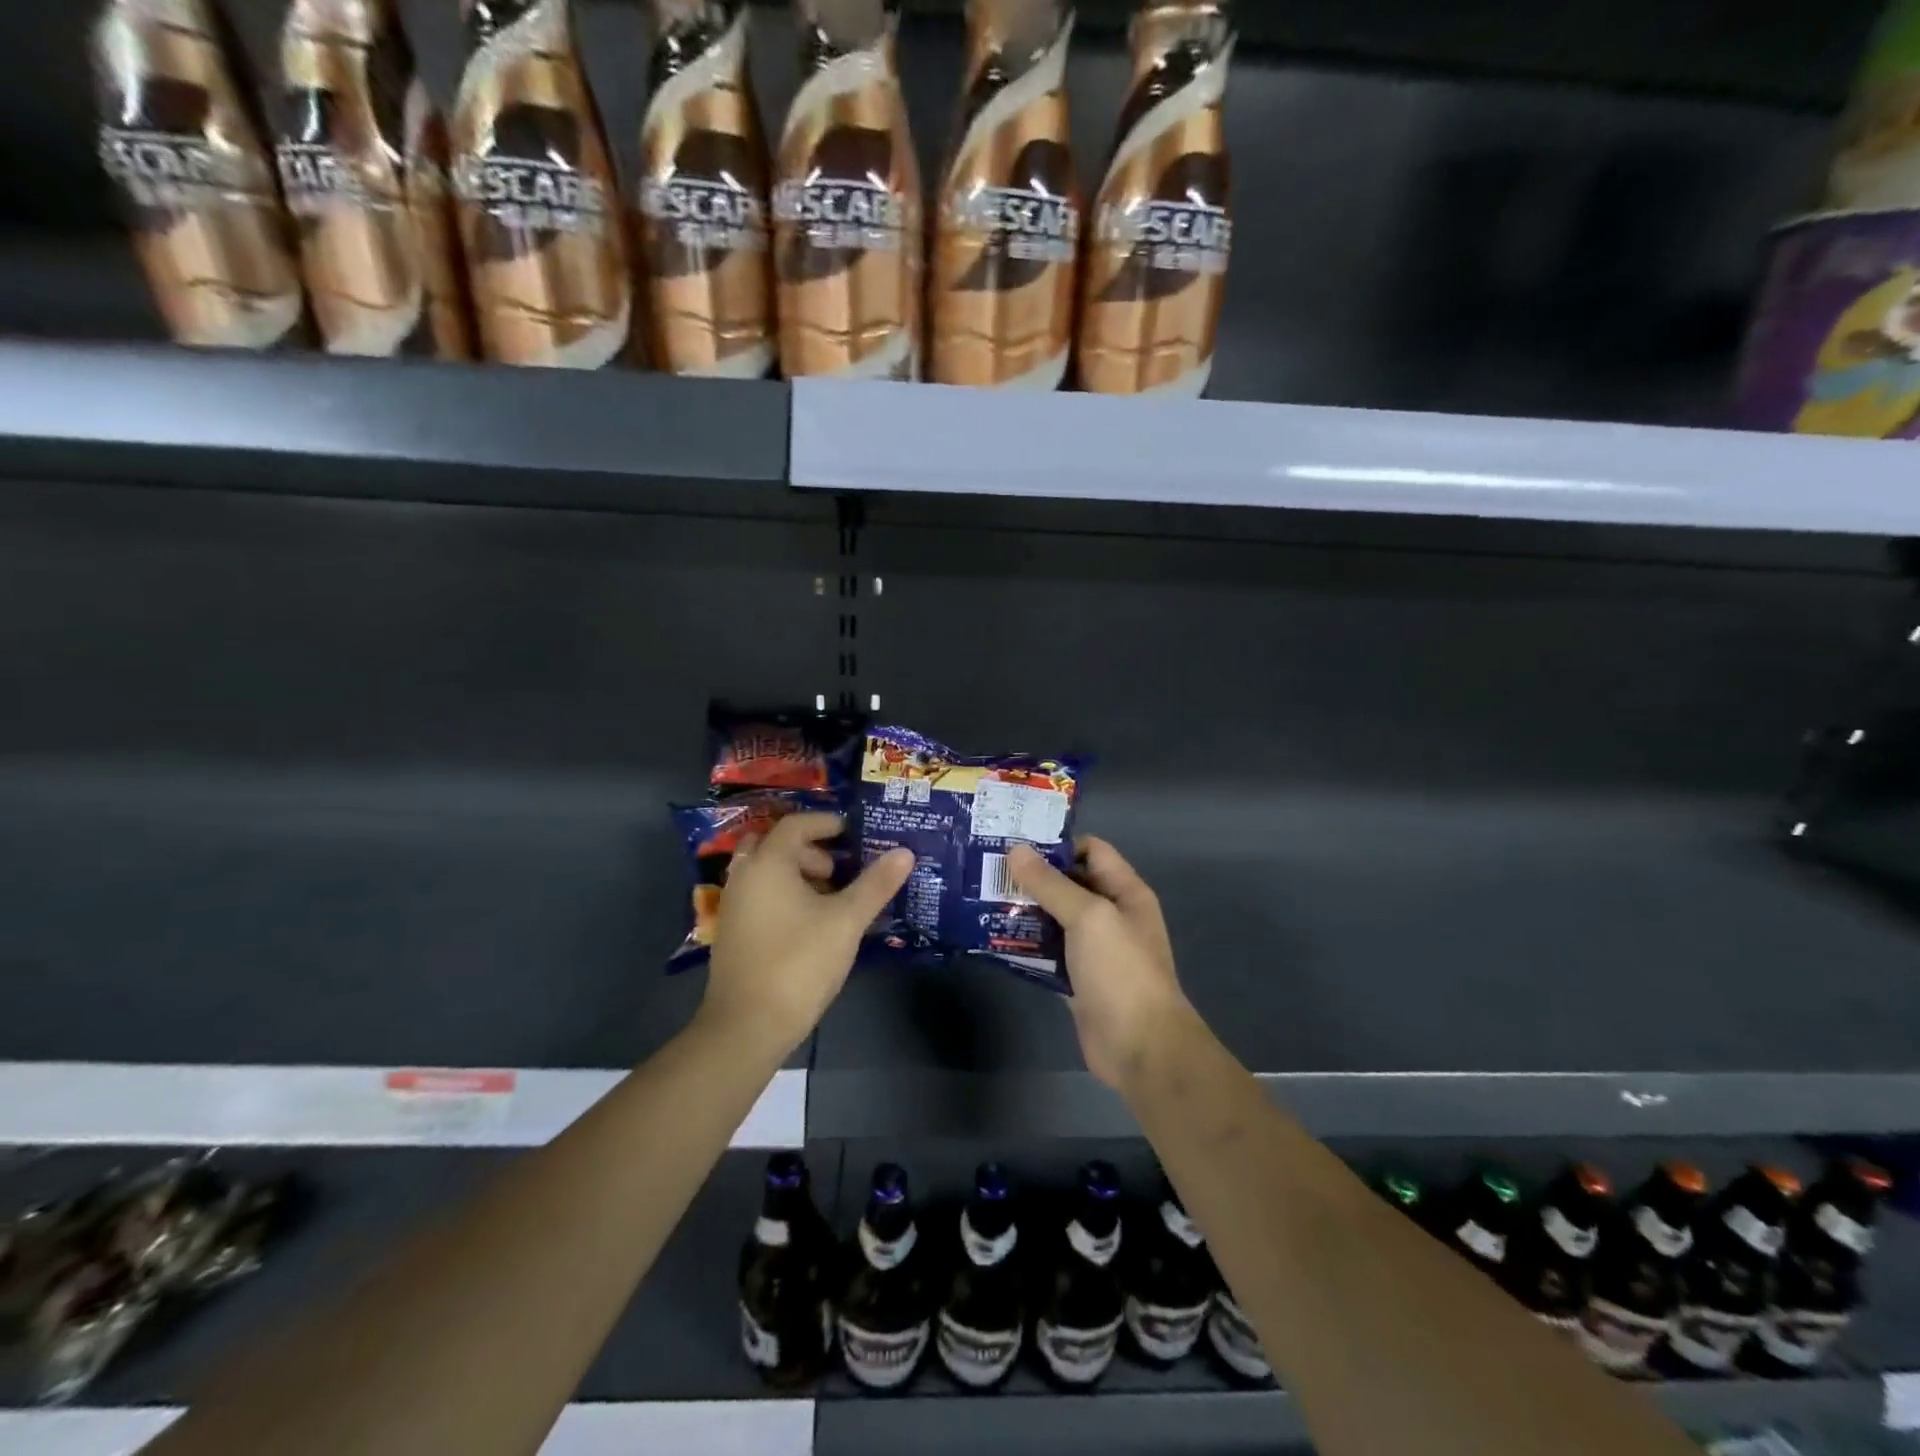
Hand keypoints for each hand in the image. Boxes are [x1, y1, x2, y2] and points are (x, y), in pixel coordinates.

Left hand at [699, 813, 913, 1058]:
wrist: (748, 1025)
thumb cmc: (799, 962)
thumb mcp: (846, 921)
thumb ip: (875, 884)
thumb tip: (905, 852)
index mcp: (768, 863)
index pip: (795, 824)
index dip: (826, 823)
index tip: (853, 832)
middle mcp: (744, 876)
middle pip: (776, 845)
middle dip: (810, 849)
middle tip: (839, 868)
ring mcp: (734, 906)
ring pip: (767, 872)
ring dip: (798, 874)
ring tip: (832, 899)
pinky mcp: (733, 932)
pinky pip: (760, 895)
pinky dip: (784, 895)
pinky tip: (812, 924)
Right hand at [1008, 838, 1193, 1090]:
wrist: (1141, 1048)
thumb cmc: (1121, 971)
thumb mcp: (1088, 917)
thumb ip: (1051, 884)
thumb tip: (1016, 850)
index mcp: (1124, 892)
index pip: (1091, 851)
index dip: (1056, 845)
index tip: (1014, 844)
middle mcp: (1110, 915)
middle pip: (1068, 884)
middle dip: (1031, 877)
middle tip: (986, 871)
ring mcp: (1093, 950)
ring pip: (1054, 919)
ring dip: (1024, 911)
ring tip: (981, 900)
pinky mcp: (1076, 979)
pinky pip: (1047, 953)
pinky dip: (1025, 945)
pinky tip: (993, 939)